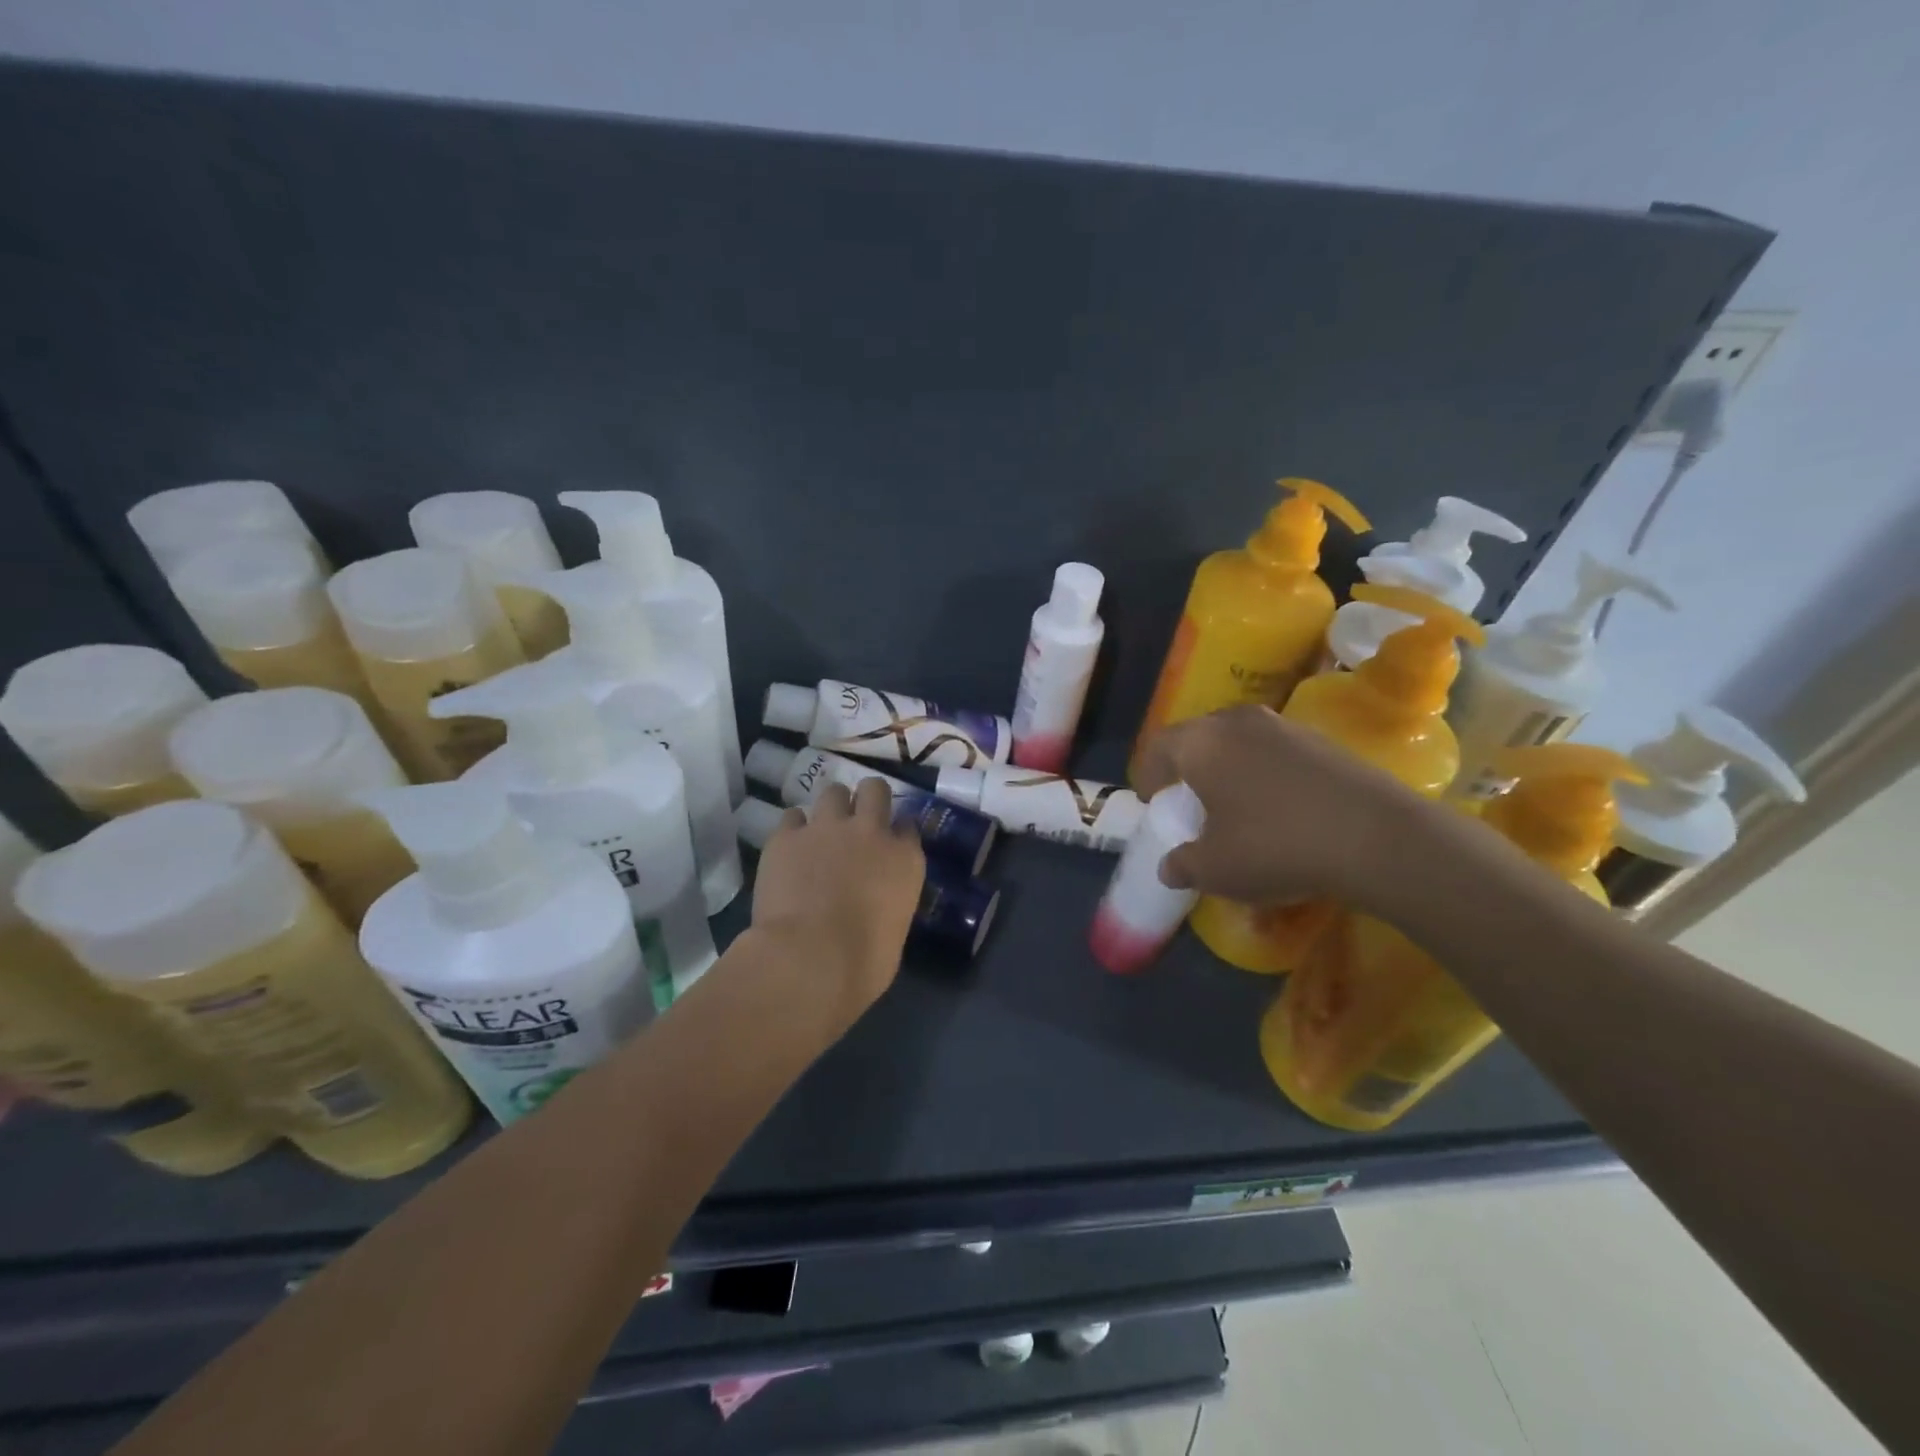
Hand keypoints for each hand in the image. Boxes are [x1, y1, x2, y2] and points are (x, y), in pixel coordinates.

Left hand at [750, 778, 925, 1024]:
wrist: (808, 960)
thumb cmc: (863, 964)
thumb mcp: (895, 932)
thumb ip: (889, 903)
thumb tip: (875, 905)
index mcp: (904, 859)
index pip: (908, 827)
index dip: (897, 833)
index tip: (890, 844)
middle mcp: (870, 832)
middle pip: (875, 790)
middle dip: (868, 799)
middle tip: (858, 821)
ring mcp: (826, 829)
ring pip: (833, 791)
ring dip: (832, 807)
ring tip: (823, 830)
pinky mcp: (786, 837)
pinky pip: (792, 817)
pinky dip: (794, 828)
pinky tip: (790, 848)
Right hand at [1133, 705, 1435, 912]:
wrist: (1375, 836)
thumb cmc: (1274, 845)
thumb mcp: (1215, 869)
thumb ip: (1183, 864)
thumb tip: (1170, 867)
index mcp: (1201, 743)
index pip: (1159, 747)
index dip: (1148, 774)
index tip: (1151, 800)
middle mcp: (1237, 722)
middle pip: (1198, 737)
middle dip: (1187, 766)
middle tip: (1188, 797)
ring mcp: (1284, 726)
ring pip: (1238, 741)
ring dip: (1228, 766)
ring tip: (1233, 801)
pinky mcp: (1322, 740)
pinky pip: (1274, 750)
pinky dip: (1264, 771)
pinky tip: (1277, 805)